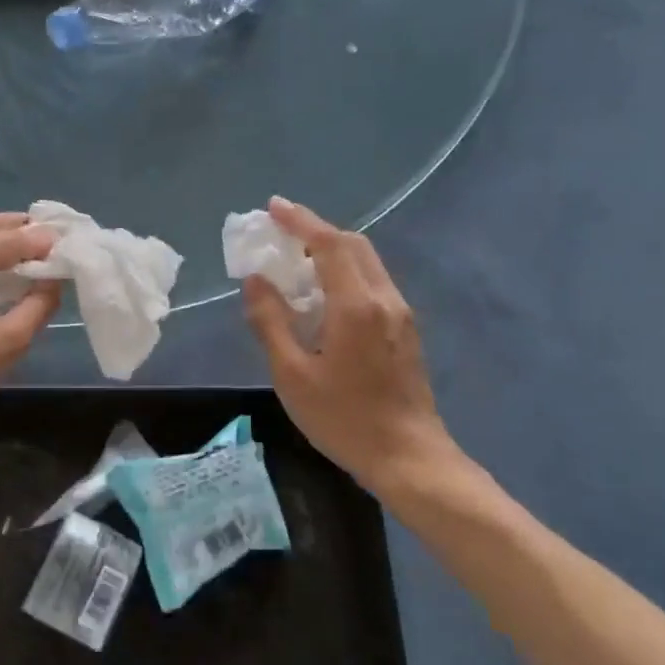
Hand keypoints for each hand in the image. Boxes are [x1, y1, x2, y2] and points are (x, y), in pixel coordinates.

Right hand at [241, 197, 456, 495]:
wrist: (409, 457)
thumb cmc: (343, 418)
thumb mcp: (292, 374)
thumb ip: (271, 322)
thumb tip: (255, 281)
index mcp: (356, 306)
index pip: (329, 244)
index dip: (300, 221)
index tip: (272, 207)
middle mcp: (384, 299)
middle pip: (353, 245)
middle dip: (315, 230)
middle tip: (279, 230)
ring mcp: (400, 314)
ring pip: (366, 263)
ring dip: (331, 250)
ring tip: (296, 257)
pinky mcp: (404, 331)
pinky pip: (372, 282)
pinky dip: (344, 271)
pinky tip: (322, 293)